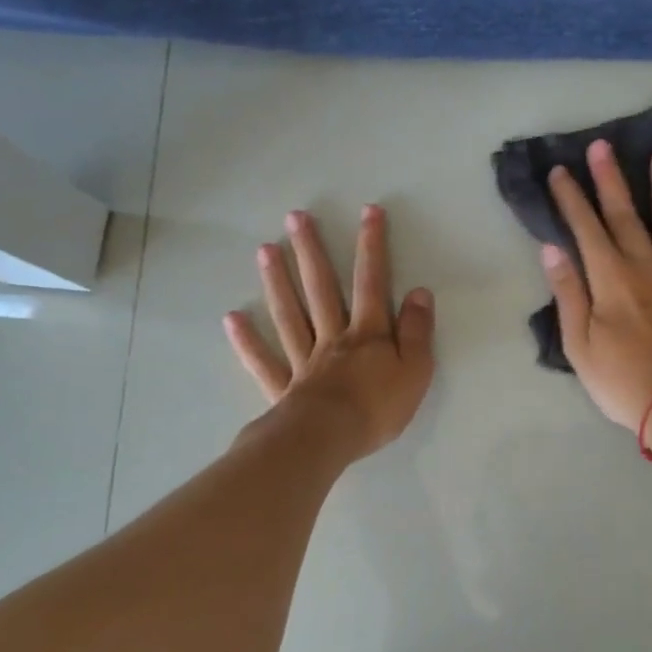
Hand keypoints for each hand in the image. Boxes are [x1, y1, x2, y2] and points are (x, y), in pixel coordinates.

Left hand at [224, 205, 434, 458]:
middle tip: (295, 217)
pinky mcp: (284, 387)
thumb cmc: (377, 408)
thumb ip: (417, 331)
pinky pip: (264, 361)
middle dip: (311, 251)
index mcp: (367, 334)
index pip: (372, 282)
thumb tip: (419, 292)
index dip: (371, 246)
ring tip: (264, 249)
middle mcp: (333, 338)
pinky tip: (232, 318)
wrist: (328, 440)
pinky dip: (247, 341)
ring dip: (277, 282)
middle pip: (320, 289)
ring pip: (290, 315)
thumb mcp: (415, 370)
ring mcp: (304, 361)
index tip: (368, 212)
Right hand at [542, 139, 651, 430]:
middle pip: (625, 216)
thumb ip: (568, 293)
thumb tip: (552, 249)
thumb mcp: (579, 345)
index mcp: (610, 279)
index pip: (585, 229)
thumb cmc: (623, 381)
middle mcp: (646, 267)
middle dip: (610, 179)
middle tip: (603, 145)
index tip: (560, 171)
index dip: (570, 198)